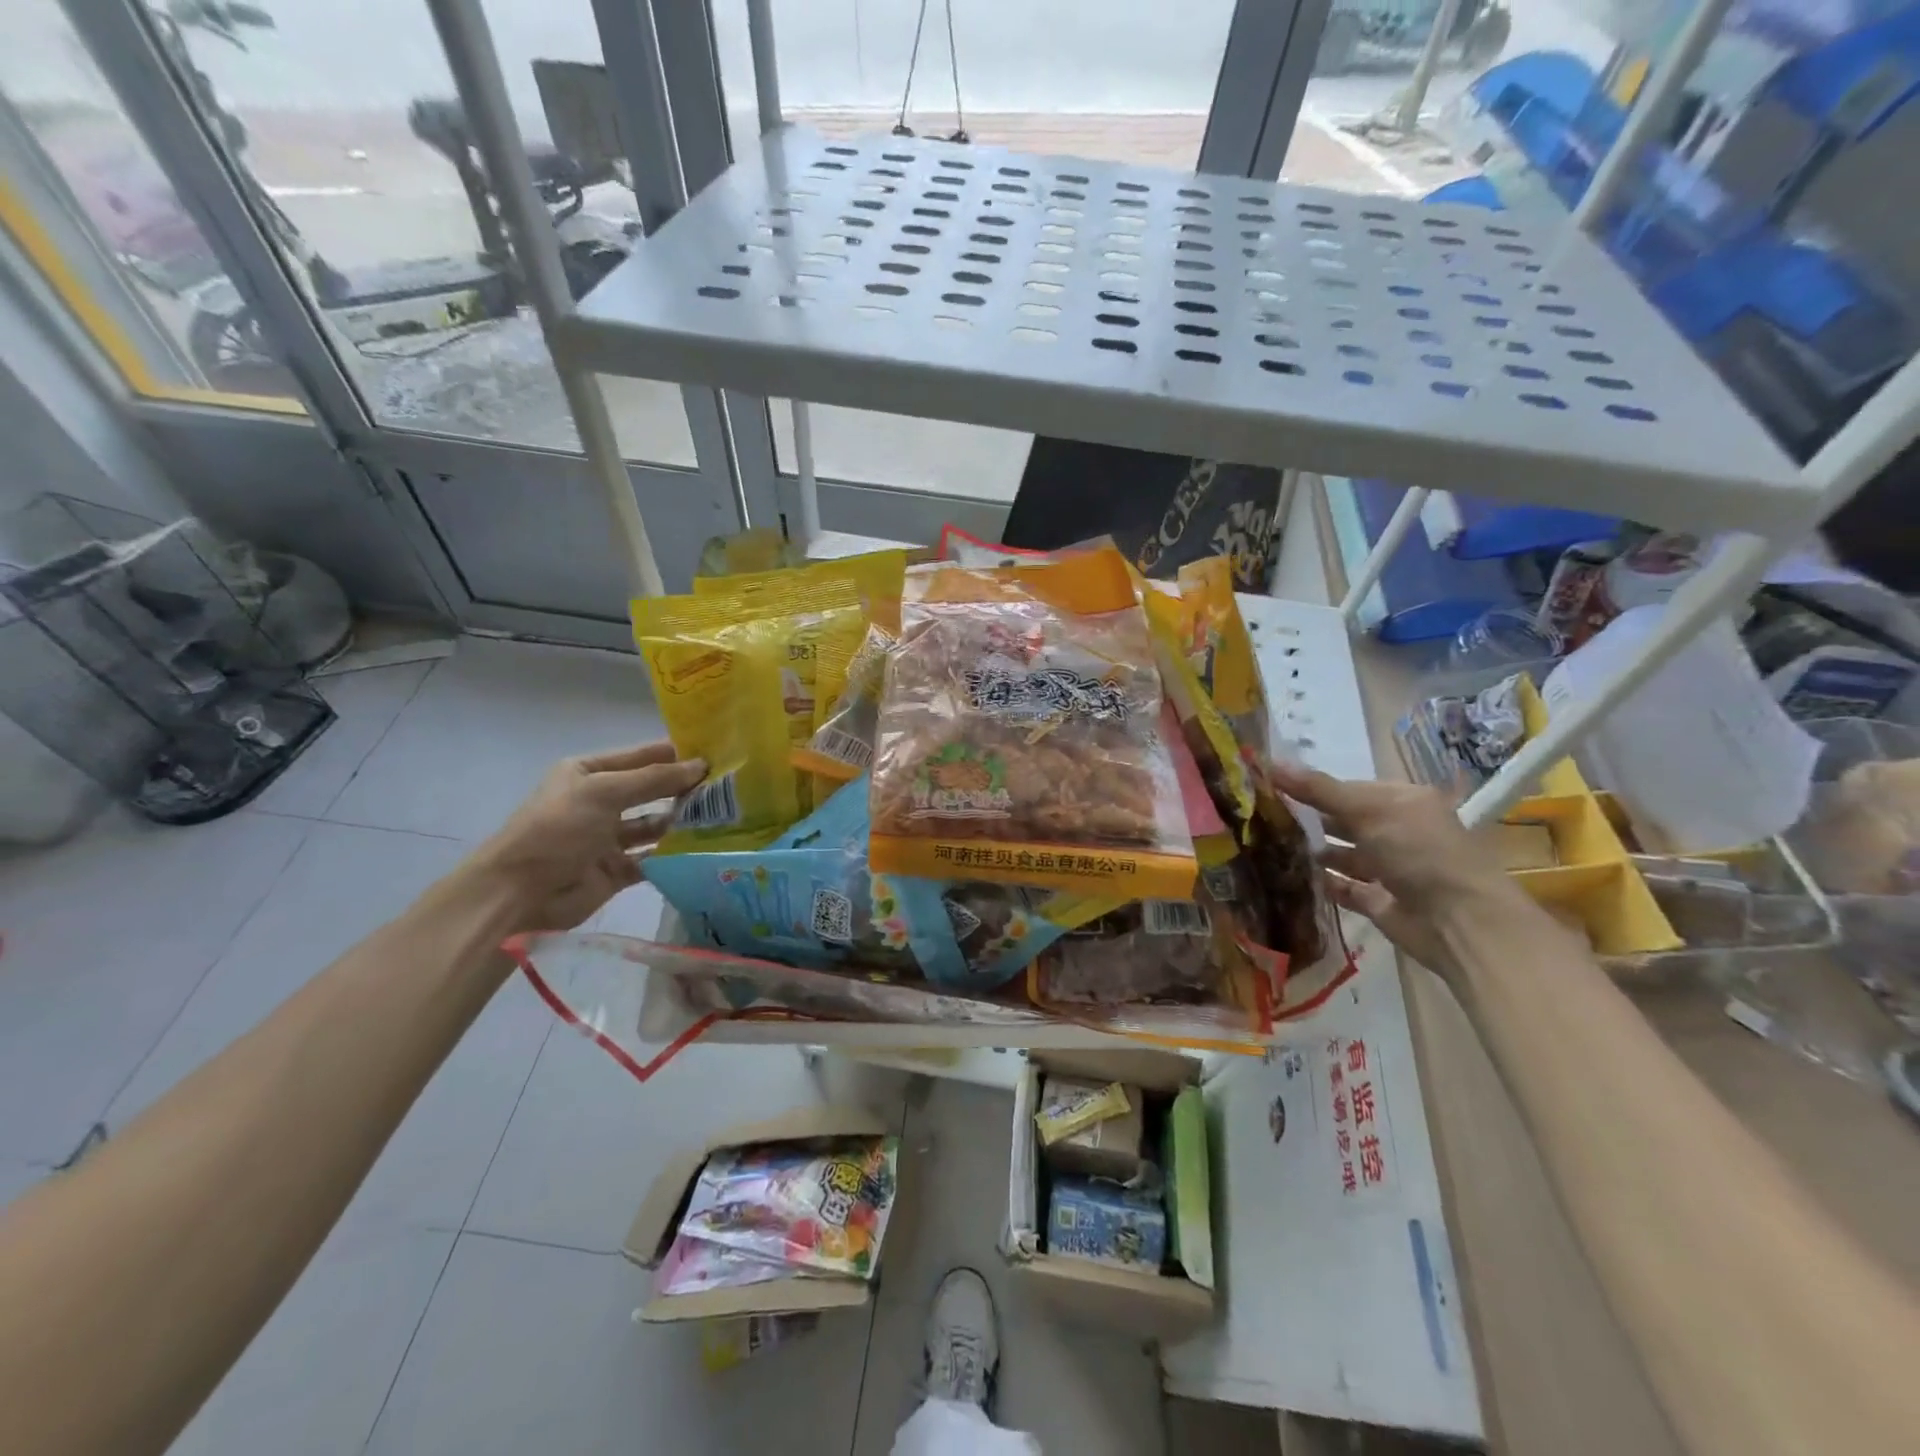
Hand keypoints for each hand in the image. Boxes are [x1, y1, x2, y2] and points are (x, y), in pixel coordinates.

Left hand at [460, 742, 705, 934]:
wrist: (519, 893)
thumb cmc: (558, 828)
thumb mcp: (605, 792)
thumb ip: (654, 779)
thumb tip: (700, 765)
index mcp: (589, 773)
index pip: (641, 756)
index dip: (676, 753)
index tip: (717, 752)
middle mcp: (600, 801)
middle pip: (651, 790)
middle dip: (684, 787)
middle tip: (728, 785)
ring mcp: (609, 837)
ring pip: (655, 824)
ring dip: (682, 820)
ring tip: (724, 816)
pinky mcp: (618, 869)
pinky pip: (654, 857)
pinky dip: (674, 853)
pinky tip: (705, 847)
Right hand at [1266, 761, 1524, 974]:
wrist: (1459, 921)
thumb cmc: (1418, 851)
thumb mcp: (1367, 810)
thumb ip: (1319, 789)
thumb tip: (1270, 762)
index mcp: (1403, 802)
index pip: (1350, 788)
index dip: (1313, 787)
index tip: (1271, 787)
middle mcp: (1397, 832)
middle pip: (1345, 820)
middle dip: (1310, 818)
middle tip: (1261, 816)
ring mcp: (1389, 868)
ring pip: (1342, 854)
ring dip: (1313, 851)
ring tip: (1269, 846)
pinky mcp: (1379, 901)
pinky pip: (1344, 888)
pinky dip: (1321, 883)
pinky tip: (1289, 877)